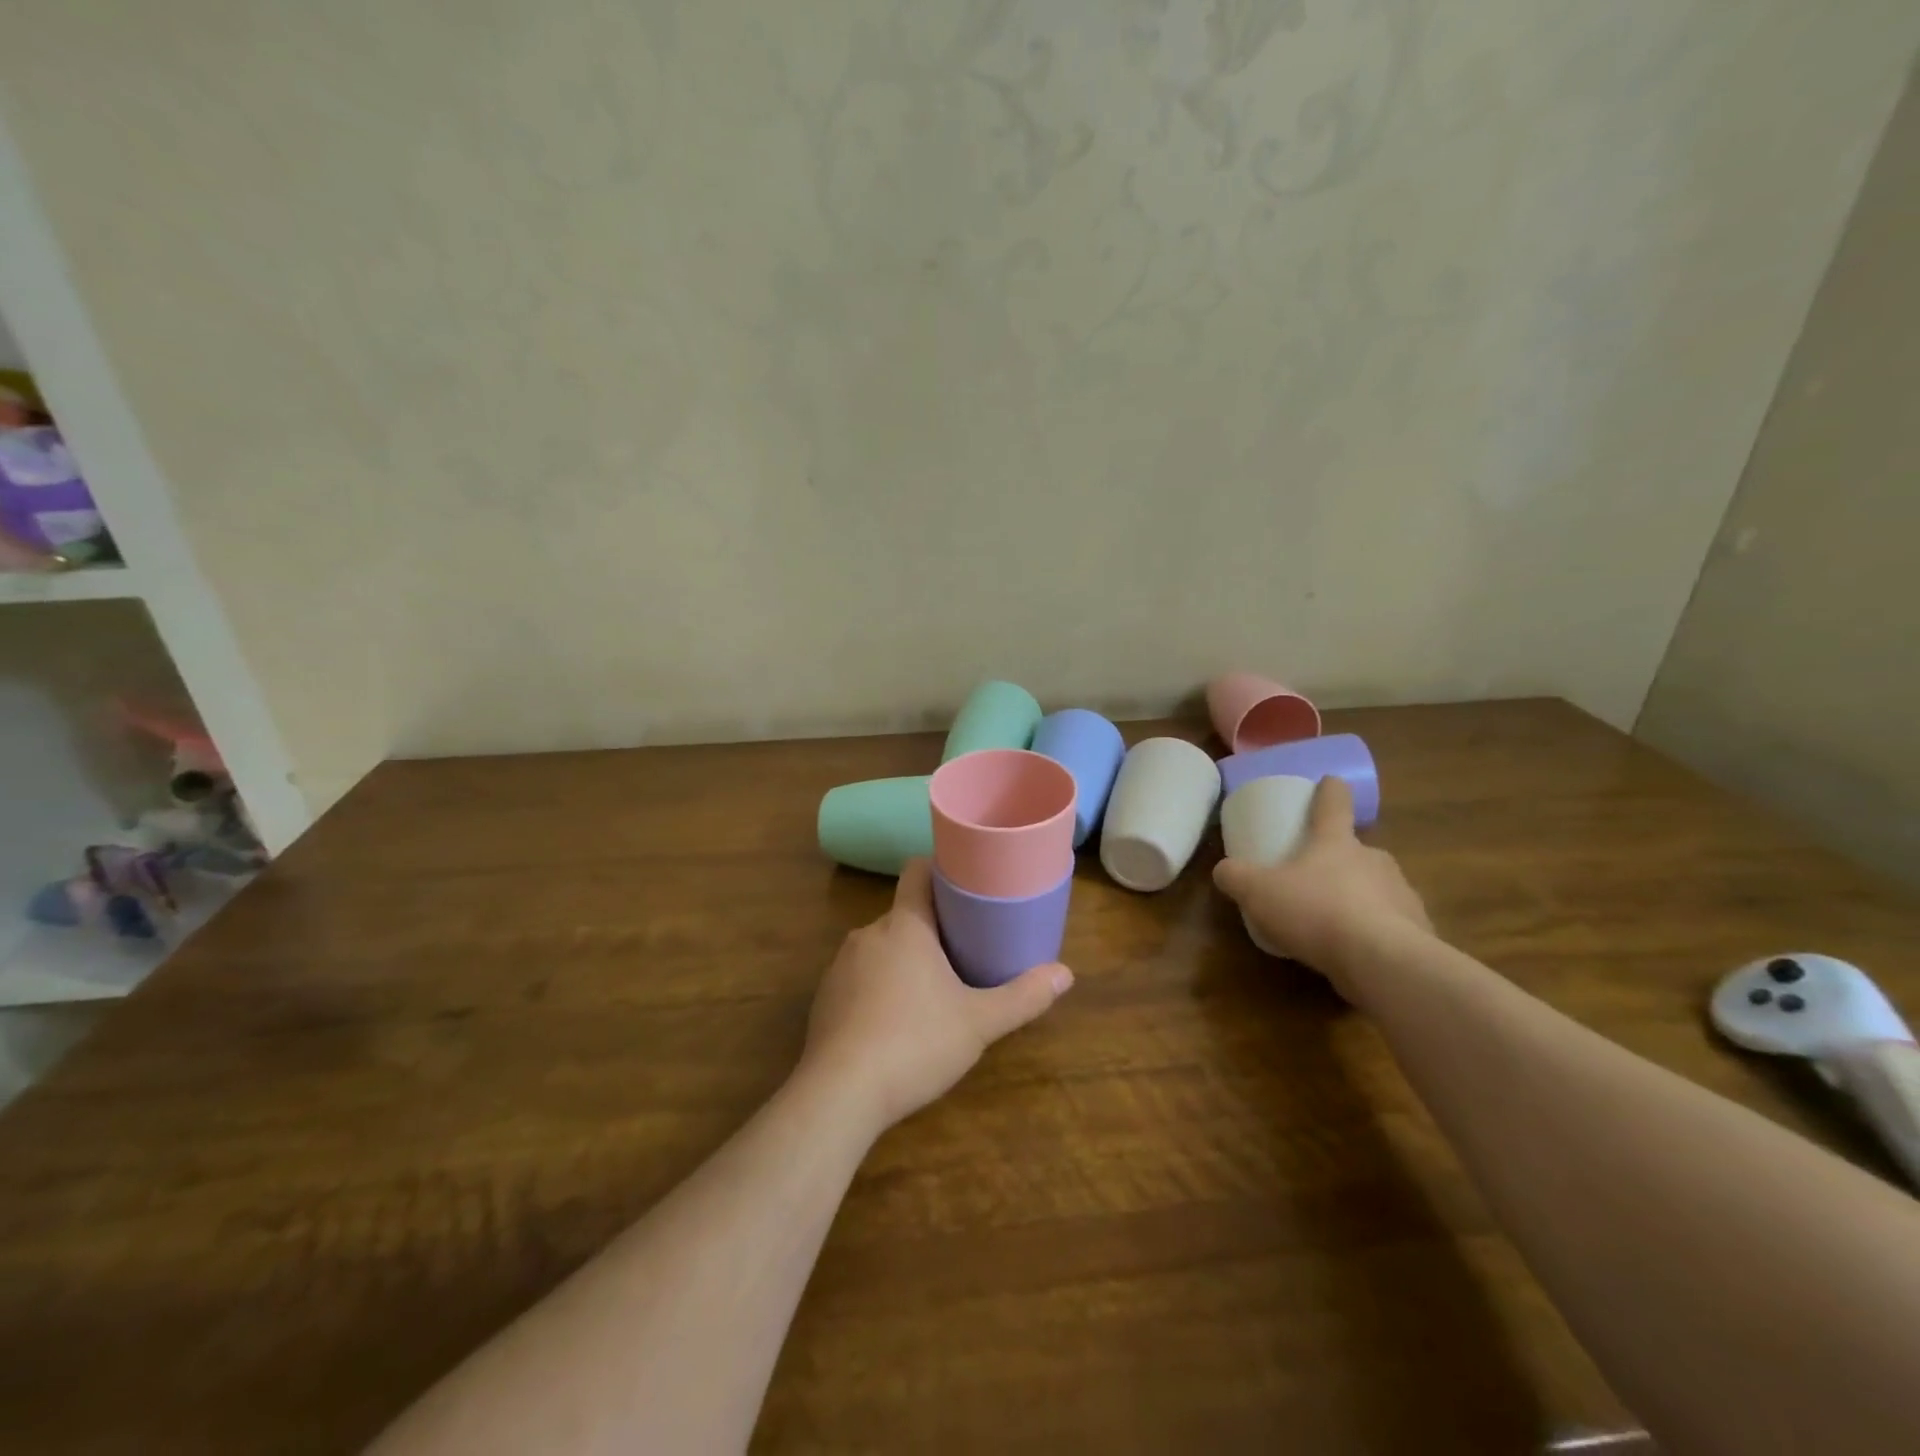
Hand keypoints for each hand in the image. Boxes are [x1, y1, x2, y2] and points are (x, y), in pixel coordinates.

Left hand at [800, 859, 1072, 1132]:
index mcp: (905, 925)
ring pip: (881, 948)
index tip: (965, 884)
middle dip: (932, 928)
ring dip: (904, 960)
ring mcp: (840, 965)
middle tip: (964, 950)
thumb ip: (1023, 996)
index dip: (940, 870)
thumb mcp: (979, 1022)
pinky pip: (859, 978)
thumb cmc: (915, 1043)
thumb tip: (1066, 974)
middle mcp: (868, 934)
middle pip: (904, 914)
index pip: (916, 871)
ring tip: (931, 990)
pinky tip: (893, 1023)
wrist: (839, 1094)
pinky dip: (878, 988)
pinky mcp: (824, 998)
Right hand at [1212, 776, 1432, 998]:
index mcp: (1335, 842)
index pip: (1334, 803)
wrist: (1383, 962)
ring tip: (1336, 924)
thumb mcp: (1257, 893)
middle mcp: (1373, 859)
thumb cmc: (1316, 912)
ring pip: (1376, 887)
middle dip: (1338, 860)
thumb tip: (1223, 870)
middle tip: (1316, 880)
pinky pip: (1393, 924)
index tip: (1330, 782)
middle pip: (1356, 849)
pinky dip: (1377, 932)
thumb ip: (1236, 877)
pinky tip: (1360, 953)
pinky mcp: (1419, 930)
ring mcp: (1401, 893)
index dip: (1330, 790)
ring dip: (1359, 898)